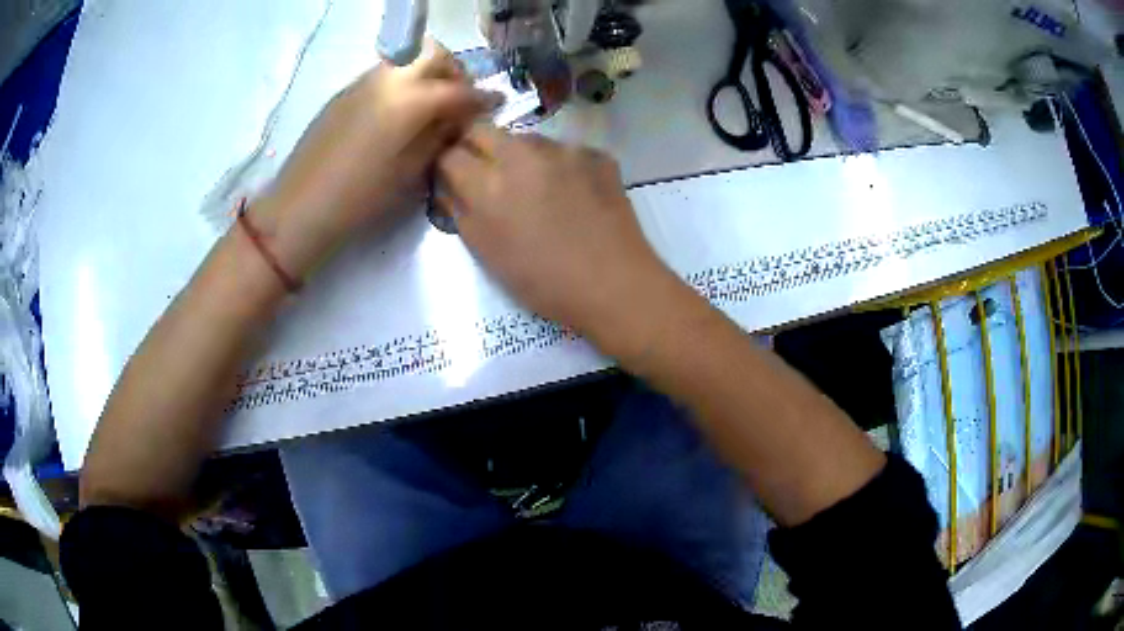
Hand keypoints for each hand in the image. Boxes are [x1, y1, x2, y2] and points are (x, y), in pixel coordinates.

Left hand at [252, 41, 499, 279]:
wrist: (301, 206)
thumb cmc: (360, 198)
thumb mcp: (410, 171)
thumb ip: (439, 136)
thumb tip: (457, 119)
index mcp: (410, 99)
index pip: (458, 89)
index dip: (481, 97)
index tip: (495, 104)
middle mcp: (389, 79)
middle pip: (434, 55)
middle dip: (454, 72)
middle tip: (459, 98)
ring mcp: (364, 81)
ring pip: (407, 60)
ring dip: (427, 74)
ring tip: (430, 105)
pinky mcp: (345, 92)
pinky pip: (385, 75)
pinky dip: (402, 84)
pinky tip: (398, 113)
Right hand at [437, 127, 678, 350]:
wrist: (615, 284)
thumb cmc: (543, 281)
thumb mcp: (487, 254)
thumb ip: (460, 211)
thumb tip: (448, 185)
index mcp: (489, 183)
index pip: (450, 153)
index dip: (447, 165)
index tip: (453, 177)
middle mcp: (523, 153)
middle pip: (482, 129)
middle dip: (475, 147)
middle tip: (486, 175)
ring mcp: (564, 149)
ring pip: (525, 138)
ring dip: (519, 156)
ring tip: (536, 190)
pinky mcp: (596, 153)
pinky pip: (565, 151)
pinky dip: (560, 166)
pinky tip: (573, 195)